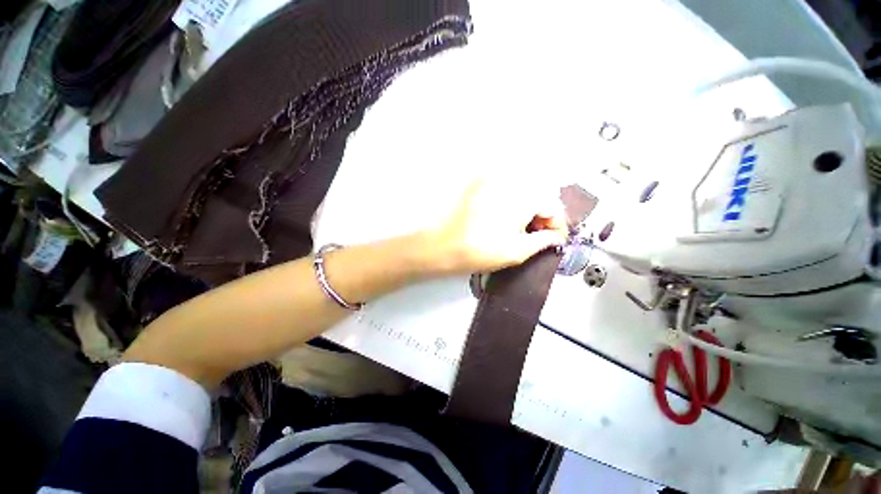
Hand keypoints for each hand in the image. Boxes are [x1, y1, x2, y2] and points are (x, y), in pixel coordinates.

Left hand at [423, 180, 567, 274]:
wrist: (445, 247)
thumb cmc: (481, 251)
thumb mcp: (518, 251)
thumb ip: (543, 242)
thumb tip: (555, 237)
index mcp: (523, 199)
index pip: (553, 206)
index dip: (558, 225)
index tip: (556, 240)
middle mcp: (510, 186)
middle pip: (538, 199)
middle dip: (543, 219)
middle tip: (541, 238)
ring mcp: (493, 186)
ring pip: (522, 196)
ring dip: (529, 213)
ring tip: (524, 233)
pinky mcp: (480, 190)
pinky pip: (505, 195)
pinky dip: (513, 208)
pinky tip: (507, 224)